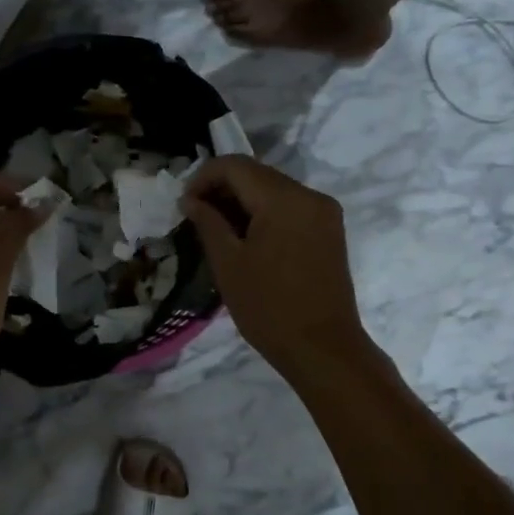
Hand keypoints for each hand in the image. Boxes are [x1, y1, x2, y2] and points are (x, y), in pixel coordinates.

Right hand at [181, 157, 368, 374]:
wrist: (323, 349)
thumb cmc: (269, 308)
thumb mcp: (228, 264)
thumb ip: (208, 222)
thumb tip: (191, 200)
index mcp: (285, 199)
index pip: (235, 165)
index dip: (203, 177)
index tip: (184, 204)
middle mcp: (310, 196)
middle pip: (256, 174)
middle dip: (221, 189)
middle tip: (195, 217)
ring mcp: (324, 213)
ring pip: (273, 190)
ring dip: (241, 202)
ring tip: (216, 231)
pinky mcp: (329, 231)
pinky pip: (289, 208)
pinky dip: (262, 214)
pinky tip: (245, 239)